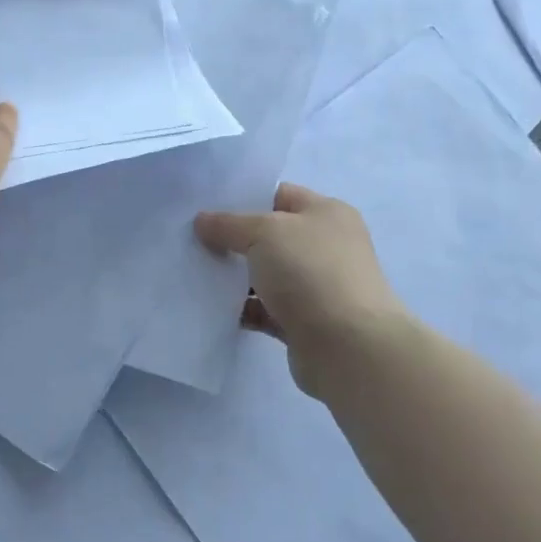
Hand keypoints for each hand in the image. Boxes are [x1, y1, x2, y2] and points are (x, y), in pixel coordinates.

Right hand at [195, 183, 411, 395]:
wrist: (348, 347)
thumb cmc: (310, 272)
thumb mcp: (264, 233)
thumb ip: (229, 224)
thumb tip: (202, 221)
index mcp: (327, 214)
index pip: (280, 195)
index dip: (244, 198)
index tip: (206, 206)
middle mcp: (326, 246)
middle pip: (270, 236)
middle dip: (234, 239)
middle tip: (193, 239)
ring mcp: (317, 286)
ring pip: (266, 274)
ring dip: (235, 277)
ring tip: (195, 272)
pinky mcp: (305, 322)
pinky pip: (265, 309)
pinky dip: (243, 308)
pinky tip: (212, 306)